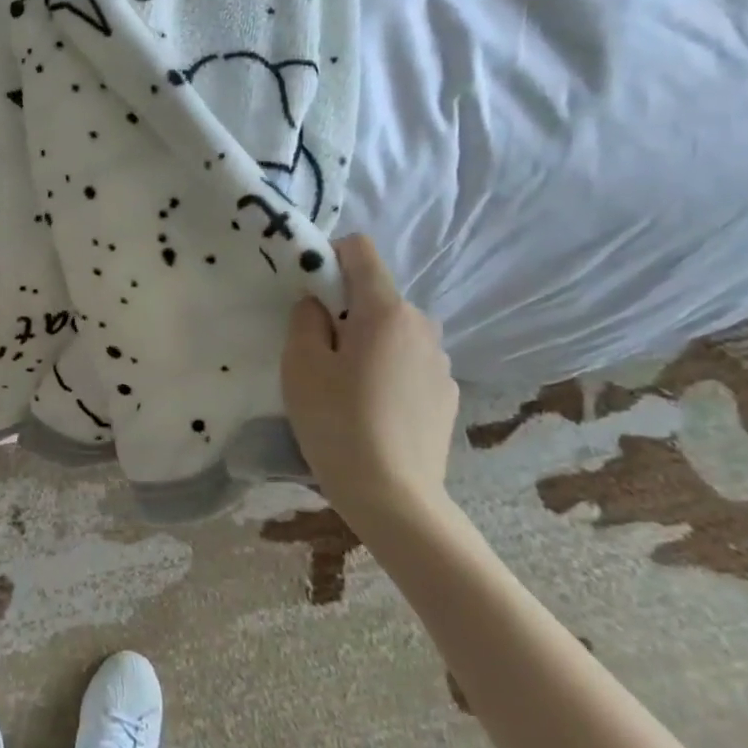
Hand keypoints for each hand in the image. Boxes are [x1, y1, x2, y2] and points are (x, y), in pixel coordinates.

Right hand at [281, 234, 459, 520]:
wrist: (393, 495)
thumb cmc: (336, 422)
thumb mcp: (300, 364)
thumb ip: (305, 318)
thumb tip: (318, 303)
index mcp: (385, 310)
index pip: (361, 251)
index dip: (330, 257)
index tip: (309, 292)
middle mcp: (422, 325)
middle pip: (376, 296)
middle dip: (346, 311)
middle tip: (319, 354)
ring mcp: (441, 361)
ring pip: (393, 332)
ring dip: (369, 343)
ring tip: (347, 388)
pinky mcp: (447, 393)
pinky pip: (409, 363)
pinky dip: (388, 371)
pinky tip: (373, 411)